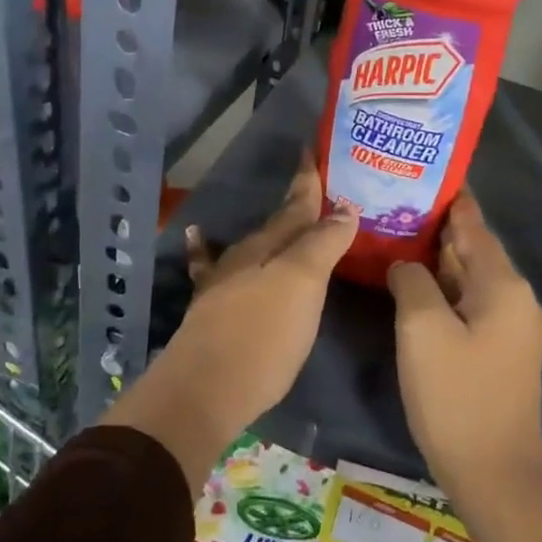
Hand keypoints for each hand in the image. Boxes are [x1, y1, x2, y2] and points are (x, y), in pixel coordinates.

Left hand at [102, 152, 353, 487]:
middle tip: (319, 190)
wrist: (204, 390)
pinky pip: (210, 267)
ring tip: (286, 220)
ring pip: (253, 246)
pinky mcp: (210, 310)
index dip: (308, 182)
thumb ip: (322, 244)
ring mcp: (223, 283)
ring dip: (272, 232)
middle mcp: (244, 257)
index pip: (296, 205)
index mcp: (269, 246)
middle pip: (277, 225)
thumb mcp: (302, 285)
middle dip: (298, 207)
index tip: (313, 152)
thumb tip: (345, 207)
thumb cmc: (263, 336)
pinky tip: (197, 235)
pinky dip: (205, 249)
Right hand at [390, 191, 541, 541]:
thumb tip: (405, 263)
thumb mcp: (422, 330)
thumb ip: (411, 280)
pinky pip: (466, 300)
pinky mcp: (496, 347)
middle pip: (470, 246)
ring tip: (395, 232)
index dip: (446, 196)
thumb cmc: (456, 396)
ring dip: (434, 256)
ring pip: (466, 275)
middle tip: (391, 200)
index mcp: (502, 283)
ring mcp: (507, 324)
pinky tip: (411, 281)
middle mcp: (512, 296)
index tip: (417, 171)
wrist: (494, 473)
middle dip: (434, 224)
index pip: (471, 223)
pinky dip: (440, 286)